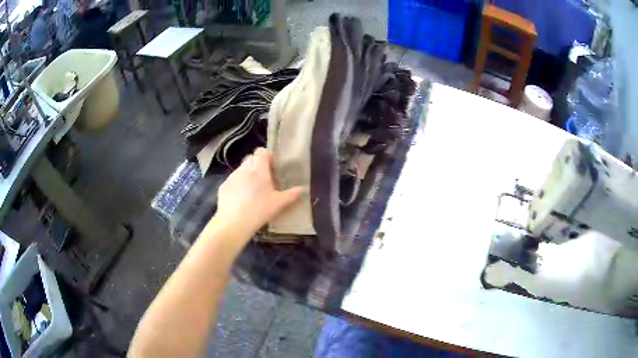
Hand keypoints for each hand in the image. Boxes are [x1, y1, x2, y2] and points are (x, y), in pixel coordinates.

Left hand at [215, 147, 301, 236]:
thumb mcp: (279, 204)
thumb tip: (302, 189)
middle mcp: (244, 169)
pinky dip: (238, 185)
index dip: (268, 156)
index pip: (262, 151)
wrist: (233, 223)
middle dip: (258, 165)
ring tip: (253, 191)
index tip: (273, 167)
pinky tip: (241, 199)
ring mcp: (232, 177)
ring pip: (241, 169)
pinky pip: (233, 180)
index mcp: (259, 169)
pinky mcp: (223, 186)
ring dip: (248, 175)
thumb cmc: (259, 210)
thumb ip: (291, 195)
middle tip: (265, 180)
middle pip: (251, 159)